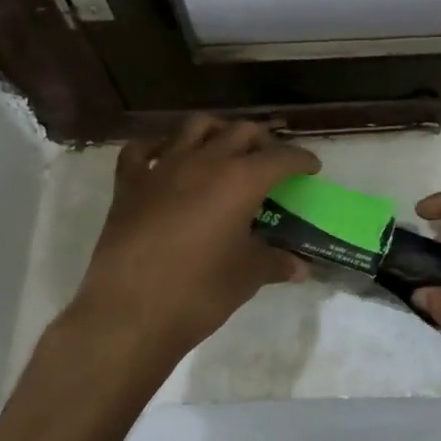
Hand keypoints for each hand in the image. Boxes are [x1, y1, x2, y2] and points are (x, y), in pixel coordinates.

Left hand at [67, 116, 318, 367]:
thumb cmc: (199, 292)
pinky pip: (141, 151)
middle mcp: (204, 161)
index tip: (311, 167)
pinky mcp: (129, 184)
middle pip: (241, 131)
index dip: (301, 160)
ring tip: (225, 149)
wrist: (129, 312)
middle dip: (262, 141)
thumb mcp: (247, 276)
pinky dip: (157, 148)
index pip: (281, 157)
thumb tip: (300, 267)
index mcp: (240, 180)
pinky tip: (165, 158)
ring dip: (217, 131)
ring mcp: (163, 168)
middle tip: (271, 161)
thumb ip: (275, 262)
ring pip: (195, 127)